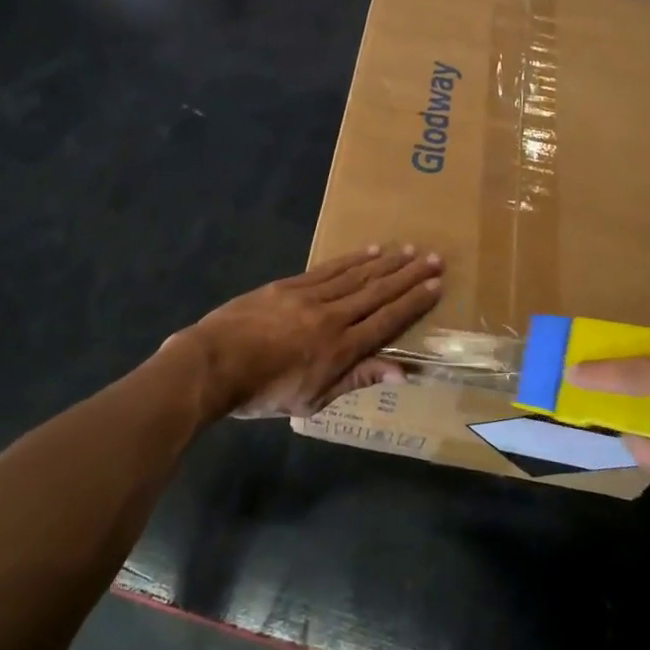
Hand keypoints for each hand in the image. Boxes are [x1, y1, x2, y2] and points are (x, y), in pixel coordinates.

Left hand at [176, 246, 442, 419]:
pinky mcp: (289, 285)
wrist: (213, 364)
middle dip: (409, 275)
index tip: (436, 285)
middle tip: (435, 258)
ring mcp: (310, 297)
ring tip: (409, 250)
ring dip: (386, 262)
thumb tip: (402, 372)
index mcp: (341, 350)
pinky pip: (328, 269)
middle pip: (377, 292)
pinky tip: (369, 251)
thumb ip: (357, 380)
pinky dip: (352, 260)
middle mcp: (332, 317)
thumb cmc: (263, 392)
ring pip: (356, 276)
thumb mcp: (313, 399)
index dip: (414, 303)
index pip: (387, 321)